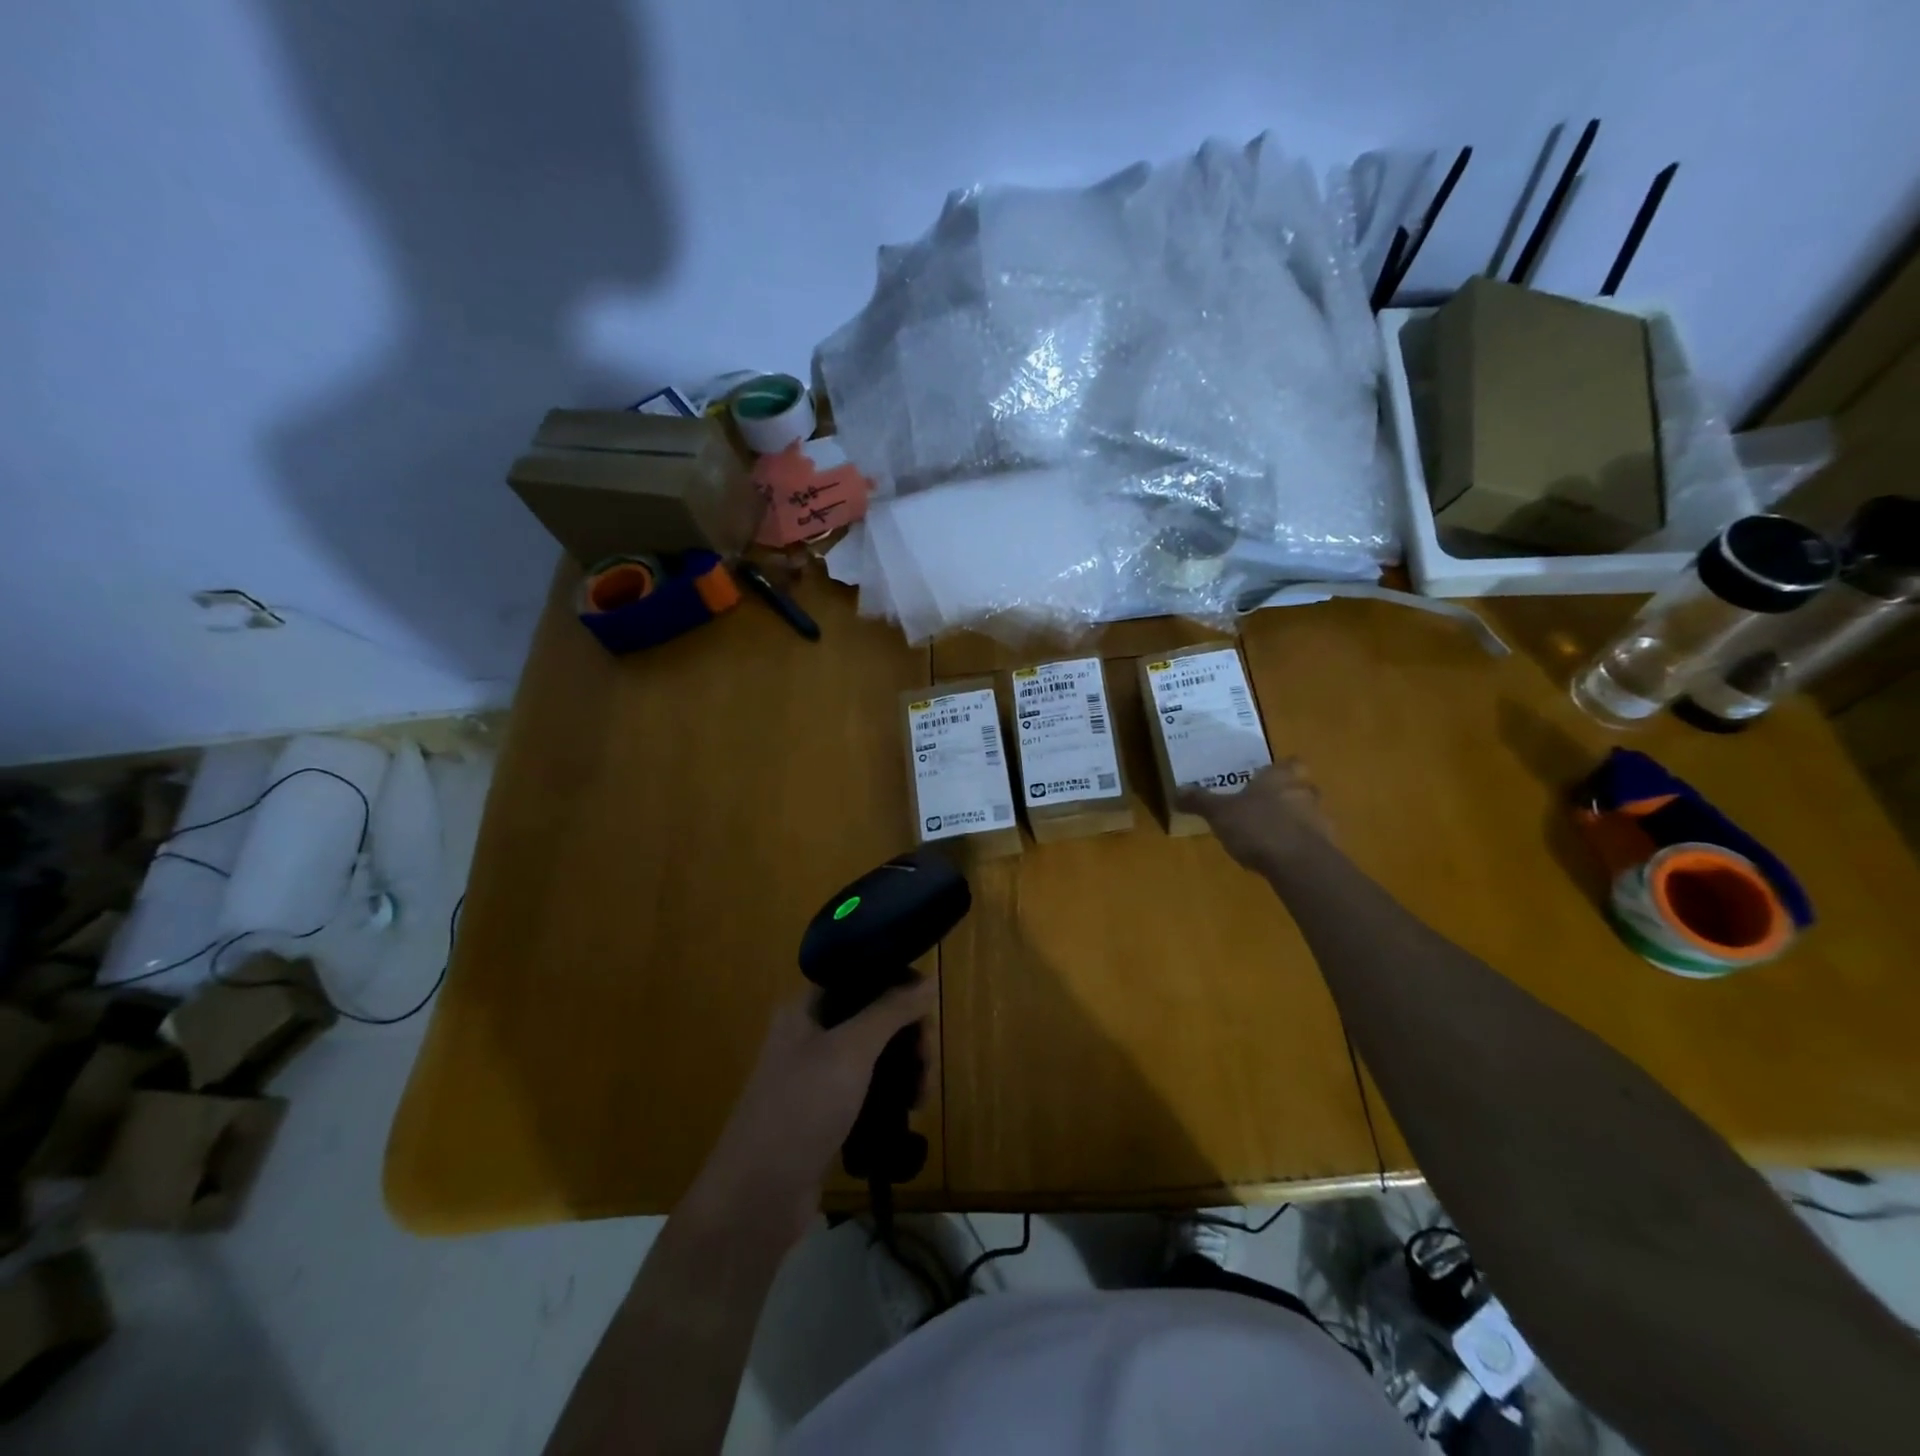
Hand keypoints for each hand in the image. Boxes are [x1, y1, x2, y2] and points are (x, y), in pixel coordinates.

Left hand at [685, 979, 936, 1251]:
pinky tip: (907, 1112)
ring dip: (904, 1066)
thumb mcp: (850, 1052)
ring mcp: (816, 1076)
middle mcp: (810, 1034)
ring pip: (874, 1053)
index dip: (898, 984)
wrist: (755, 1200)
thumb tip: (930, 978)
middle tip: (926, 1065)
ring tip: (920, 1098)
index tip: (928, 1010)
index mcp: (806, 1008)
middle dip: (907, 1034)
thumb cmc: (800, 1110)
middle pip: (873, 1015)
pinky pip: (867, 1087)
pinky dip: (890, 1093)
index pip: (861, 974)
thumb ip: (890, 1011)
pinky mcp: (825, 1112)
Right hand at [1177, 758, 1331, 870]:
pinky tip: (1283, 858)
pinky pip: (1314, 842)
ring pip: (1310, 815)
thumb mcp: (1219, 813)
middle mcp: (1305, 792)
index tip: (1270, 777)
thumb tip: (1176, 790)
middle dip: (1289, 796)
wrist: (1299, 864)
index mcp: (1279, 778)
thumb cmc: (1257, 826)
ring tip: (1272, 836)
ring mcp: (1321, 820)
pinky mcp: (1328, 848)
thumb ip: (1200, 801)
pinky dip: (1301, 846)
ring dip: (1296, 822)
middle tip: (1267, 807)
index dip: (1282, 769)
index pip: (1291, 763)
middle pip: (1303, 787)